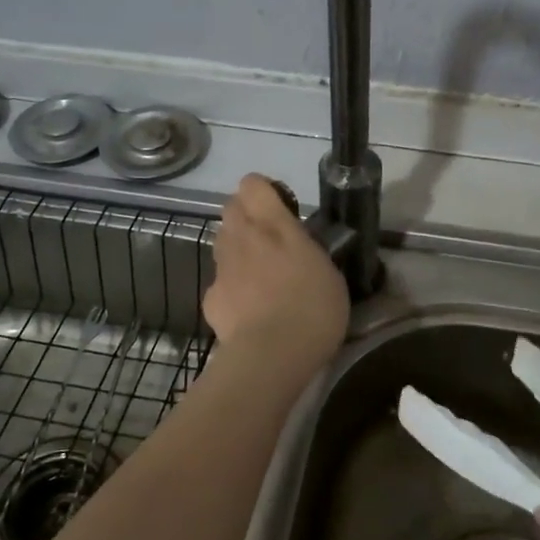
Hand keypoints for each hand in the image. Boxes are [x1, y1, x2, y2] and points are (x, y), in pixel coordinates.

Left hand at [202, 174, 349, 371]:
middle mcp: (242, 238)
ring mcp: (222, 268)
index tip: (280, 207)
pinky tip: (248, 310)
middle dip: (246, 216)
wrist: (272, 355)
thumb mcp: (329, 272)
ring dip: (237, 249)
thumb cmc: (313, 309)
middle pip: (231, 208)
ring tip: (260, 275)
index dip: (263, 191)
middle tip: (270, 240)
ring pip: (222, 242)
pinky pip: (220, 282)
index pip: (253, 184)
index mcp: (273, 225)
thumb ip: (309, 251)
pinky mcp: (211, 298)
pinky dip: (231, 289)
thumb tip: (300, 249)